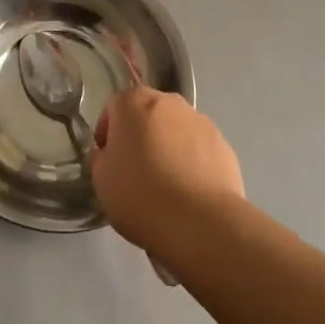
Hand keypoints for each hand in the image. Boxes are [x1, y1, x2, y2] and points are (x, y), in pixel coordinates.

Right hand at [91, 87, 243, 263]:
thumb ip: (101, 157)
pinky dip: (192, 162)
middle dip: (140, 136)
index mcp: (134, 102)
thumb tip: (110, 153)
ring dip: (168, 147)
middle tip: (136, 171)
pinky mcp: (223, 144)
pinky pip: (198, 149)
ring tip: (167, 186)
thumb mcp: (101, 180)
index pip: (114, 108)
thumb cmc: (140, 195)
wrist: (200, 222)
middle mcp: (169, 101)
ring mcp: (200, 120)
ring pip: (175, 130)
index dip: (107, 134)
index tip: (109, 161)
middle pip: (147, 114)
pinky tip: (189, 192)